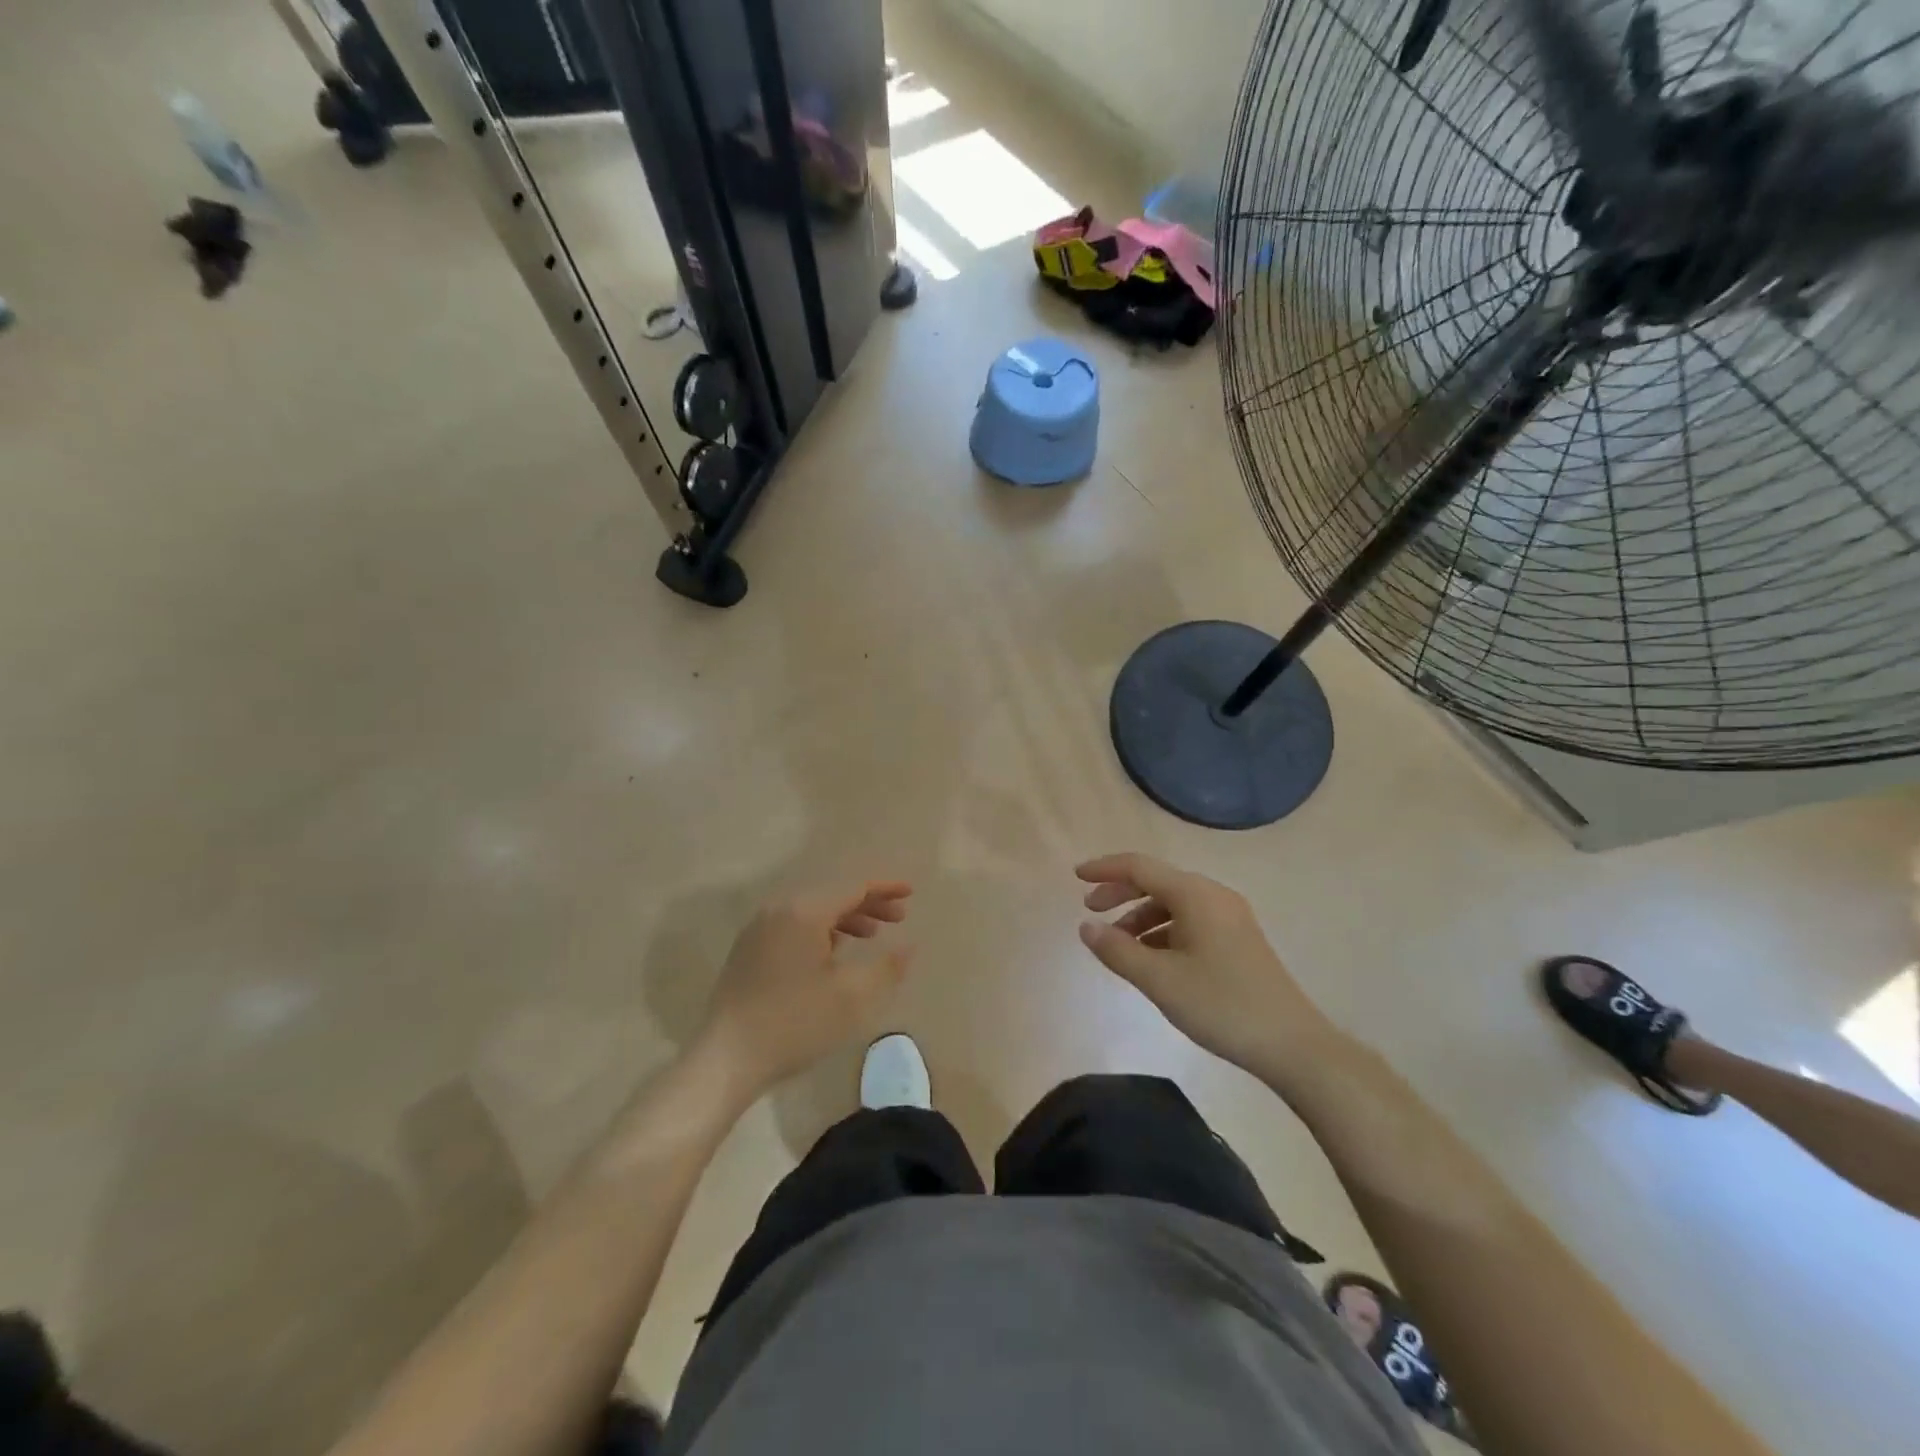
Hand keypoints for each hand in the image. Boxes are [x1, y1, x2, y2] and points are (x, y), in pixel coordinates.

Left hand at [696, 881, 913, 1098]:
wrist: (726, 1059)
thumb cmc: (795, 1024)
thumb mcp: (852, 998)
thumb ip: (887, 968)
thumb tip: (908, 947)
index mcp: (804, 912)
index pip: (853, 887)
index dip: (885, 889)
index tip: (911, 893)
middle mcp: (779, 910)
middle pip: (832, 895)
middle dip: (868, 904)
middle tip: (898, 918)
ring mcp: (759, 929)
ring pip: (812, 911)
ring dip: (845, 918)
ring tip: (871, 936)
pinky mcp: (749, 950)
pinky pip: (794, 926)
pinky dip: (821, 931)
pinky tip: (833, 953)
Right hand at [1076, 853, 1334, 1076]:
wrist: (1293, 1045)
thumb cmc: (1221, 1005)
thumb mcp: (1160, 980)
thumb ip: (1118, 950)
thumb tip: (1086, 927)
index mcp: (1195, 895)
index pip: (1140, 867)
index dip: (1105, 869)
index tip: (1075, 877)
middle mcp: (1213, 896)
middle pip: (1156, 882)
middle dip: (1120, 893)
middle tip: (1090, 911)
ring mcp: (1229, 917)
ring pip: (1173, 904)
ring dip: (1140, 917)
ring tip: (1118, 945)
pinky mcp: (1237, 939)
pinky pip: (1189, 922)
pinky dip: (1162, 932)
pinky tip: (1150, 959)